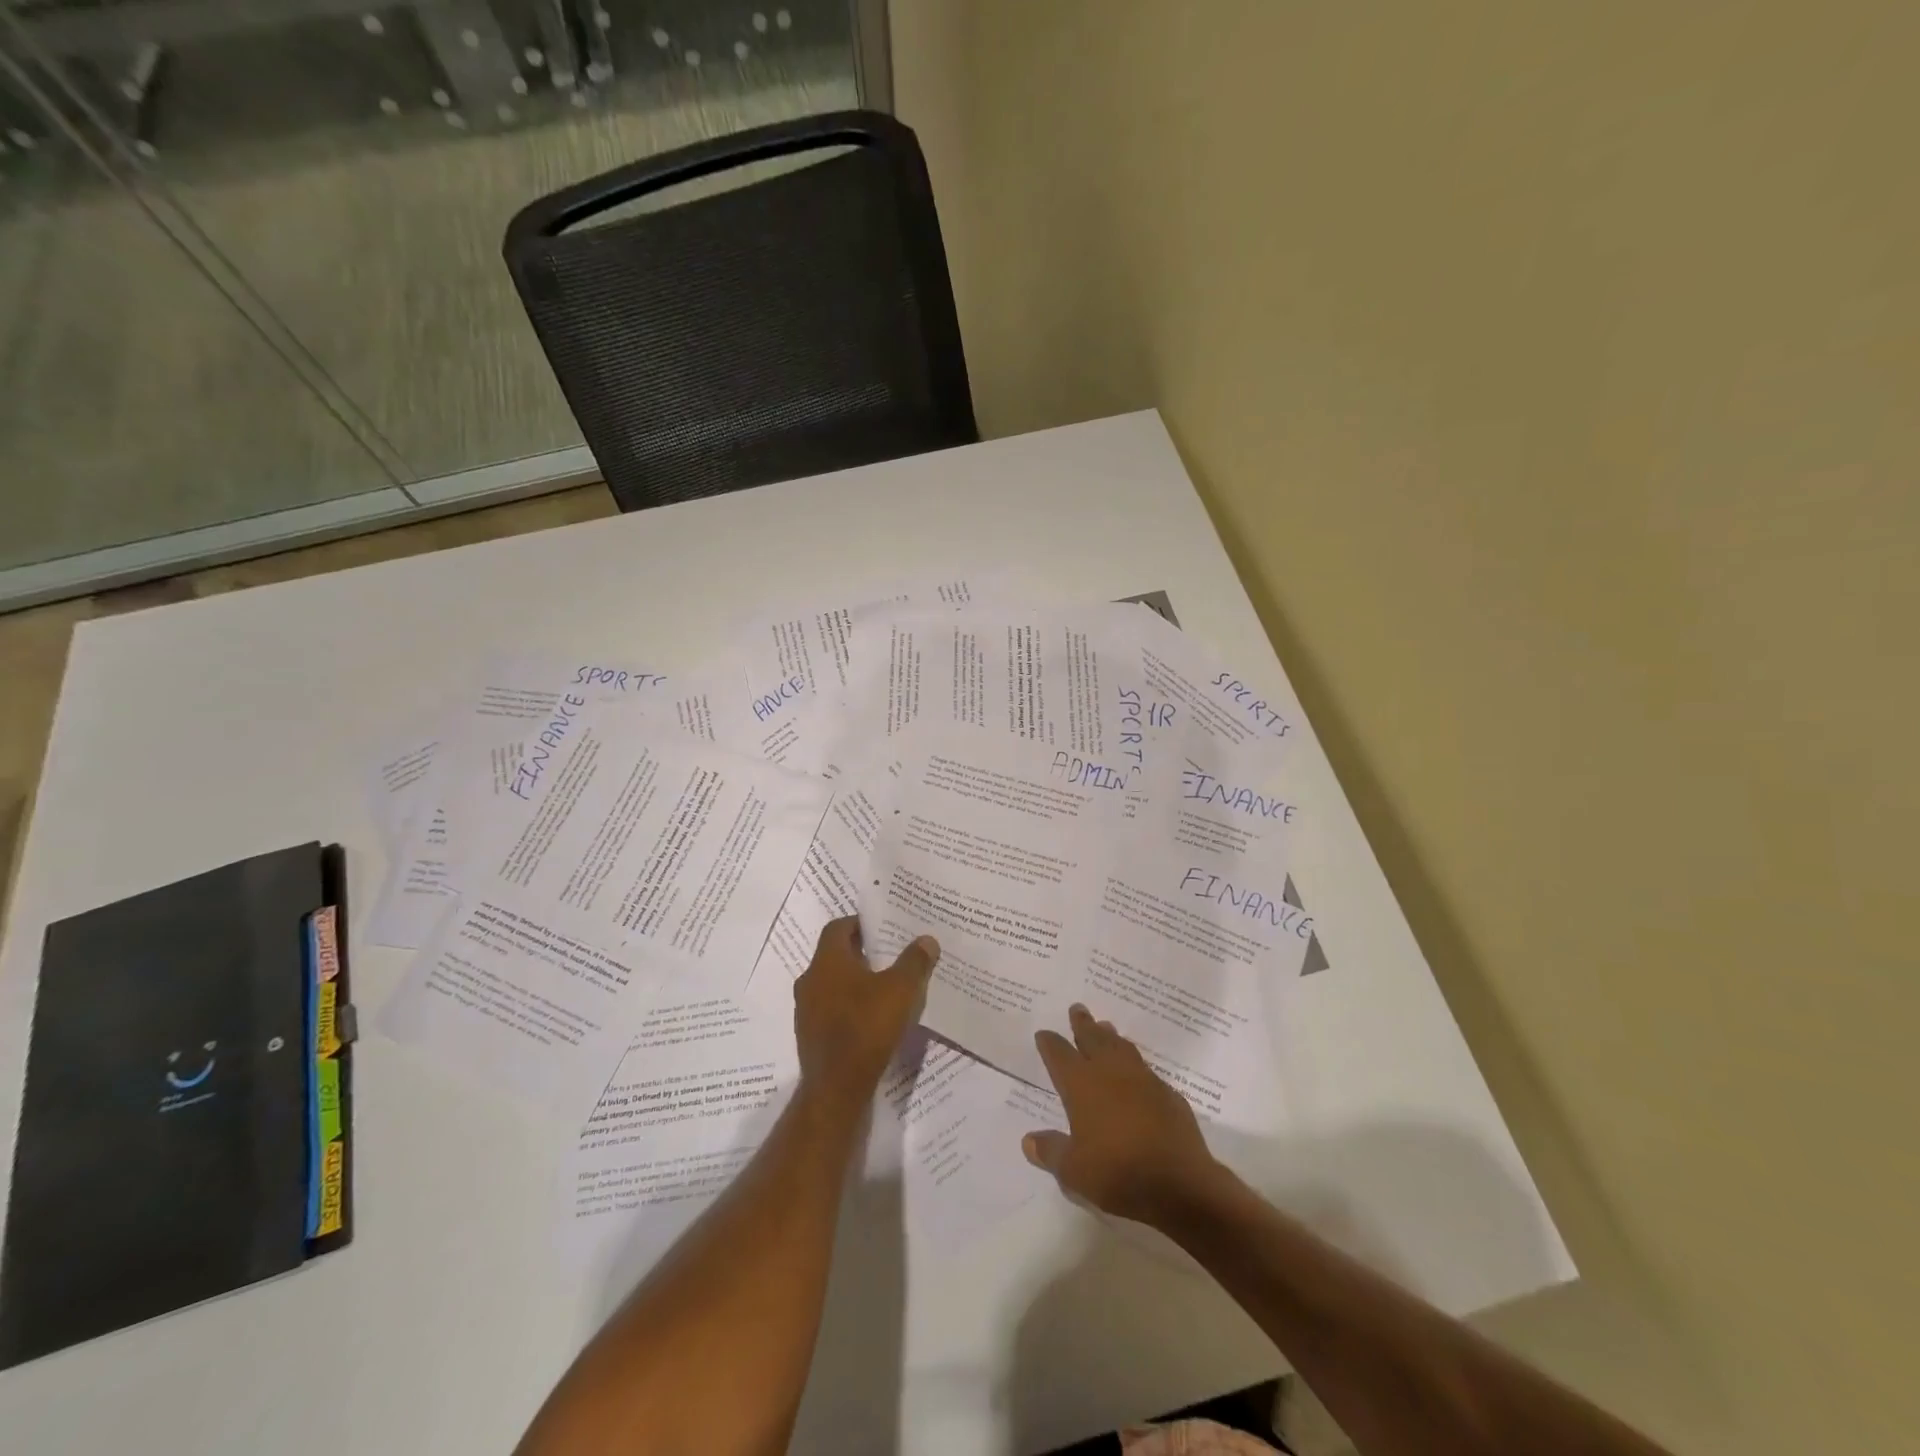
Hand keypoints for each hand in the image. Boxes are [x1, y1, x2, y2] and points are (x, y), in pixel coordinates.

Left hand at [793, 917, 938, 1115]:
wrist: (837, 1089)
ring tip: (886, 987)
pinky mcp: (811, 1037)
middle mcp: (810, 981)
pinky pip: (831, 1011)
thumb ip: (914, 961)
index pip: (837, 928)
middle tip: (890, 954)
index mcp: (827, 961)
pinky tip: (873, 1019)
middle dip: (861, 953)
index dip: (859, 923)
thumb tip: (926, 939)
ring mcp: (806, 1011)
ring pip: (832, 985)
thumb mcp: (901, 990)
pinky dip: (850, 1008)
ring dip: (855, 982)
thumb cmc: (867, 1027)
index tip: (882, 926)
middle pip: (835, 956)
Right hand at [1023, 1004, 1219, 1224]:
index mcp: (1081, 1084)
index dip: (1050, 1043)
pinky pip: (1146, 1070)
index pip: (1059, 1055)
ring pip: (1122, 1047)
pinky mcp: (1168, 1094)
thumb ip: (1051, 1151)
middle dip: (1082, 1023)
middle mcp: (1110, 1072)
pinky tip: (1137, 1072)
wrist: (1179, 1183)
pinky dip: (1135, 1064)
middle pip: (1093, 1038)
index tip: (1044, 1034)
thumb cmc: (1117, 1173)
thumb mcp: (1073, 1170)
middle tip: (1077, 1008)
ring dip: (1110, 1036)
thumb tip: (1028, 1141)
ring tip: (1105, 1027)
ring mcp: (1143, 1080)